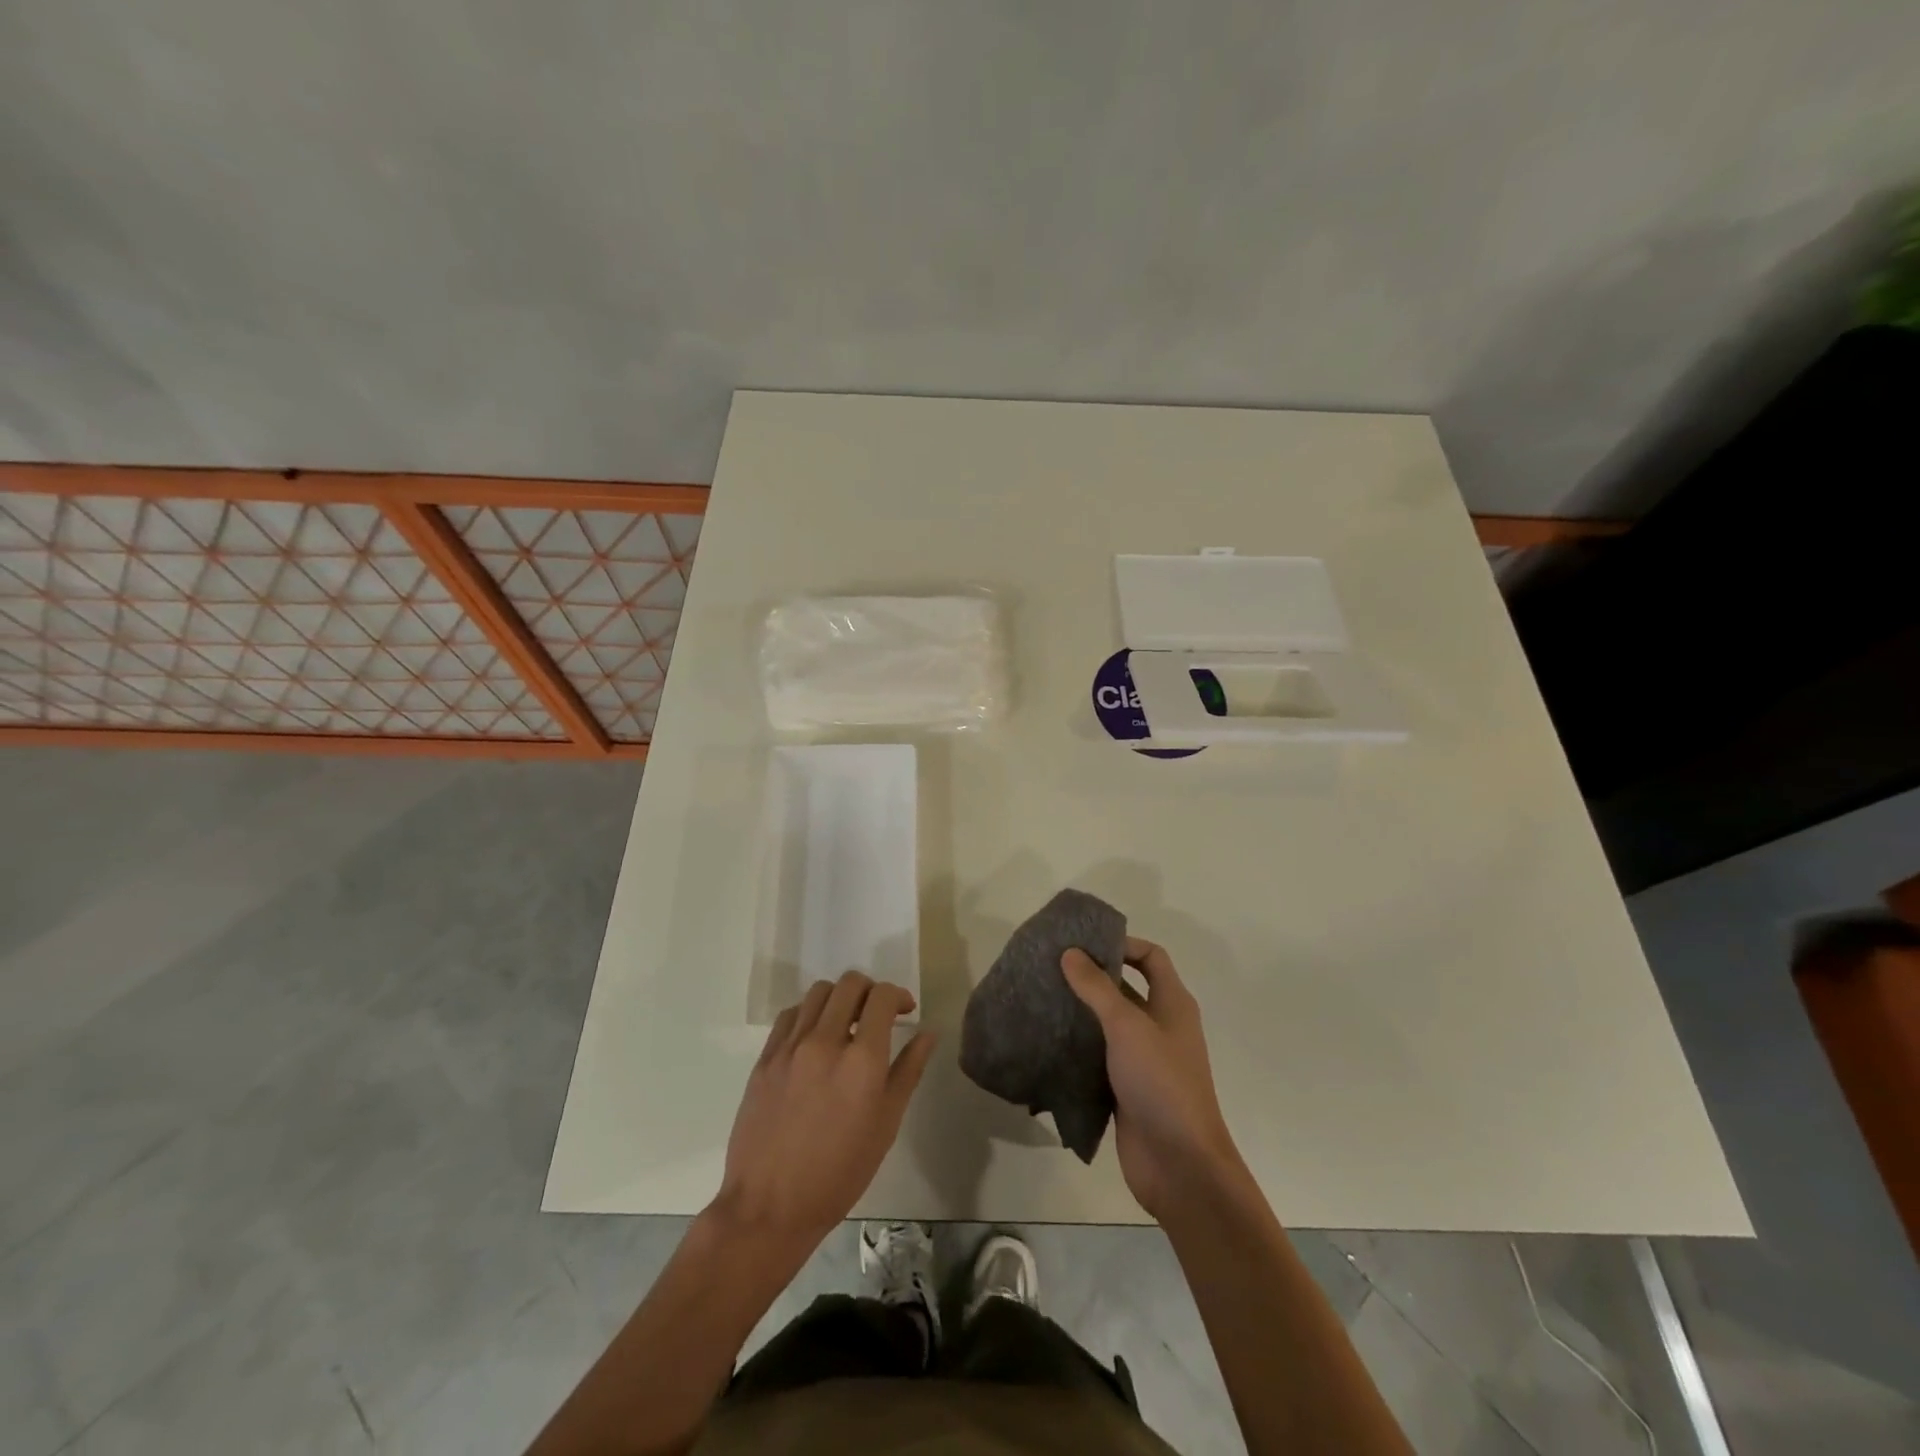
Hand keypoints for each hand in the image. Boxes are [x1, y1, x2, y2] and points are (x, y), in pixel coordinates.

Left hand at [711, 972, 935, 1263]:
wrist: (770, 1207)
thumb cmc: (839, 1173)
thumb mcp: (886, 1125)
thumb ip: (908, 1070)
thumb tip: (928, 1033)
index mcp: (862, 1060)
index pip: (883, 997)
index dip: (899, 995)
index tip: (905, 1011)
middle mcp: (825, 1042)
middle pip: (850, 983)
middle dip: (871, 991)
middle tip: (877, 1014)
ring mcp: (791, 1047)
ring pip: (819, 992)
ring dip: (839, 998)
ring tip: (845, 1023)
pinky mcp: (766, 1057)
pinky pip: (791, 1014)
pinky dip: (809, 1014)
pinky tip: (814, 1037)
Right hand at [1062, 938, 1247, 1221]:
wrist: (1180, 1164)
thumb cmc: (1161, 1082)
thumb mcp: (1127, 1026)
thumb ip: (1097, 988)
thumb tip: (1070, 952)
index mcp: (1172, 1004)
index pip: (1151, 957)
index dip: (1122, 944)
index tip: (1083, 943)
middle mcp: (1161, 1026)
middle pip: (1127, 988)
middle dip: (1092, 977)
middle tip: (1051, 967)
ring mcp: (1143, 1059)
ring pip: (1109, 1024)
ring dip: (1081, 1012)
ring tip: (1042, 998)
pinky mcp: (1126, 1088)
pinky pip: (1099, 1057)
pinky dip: (1078, 1047)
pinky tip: (1047, 1041)